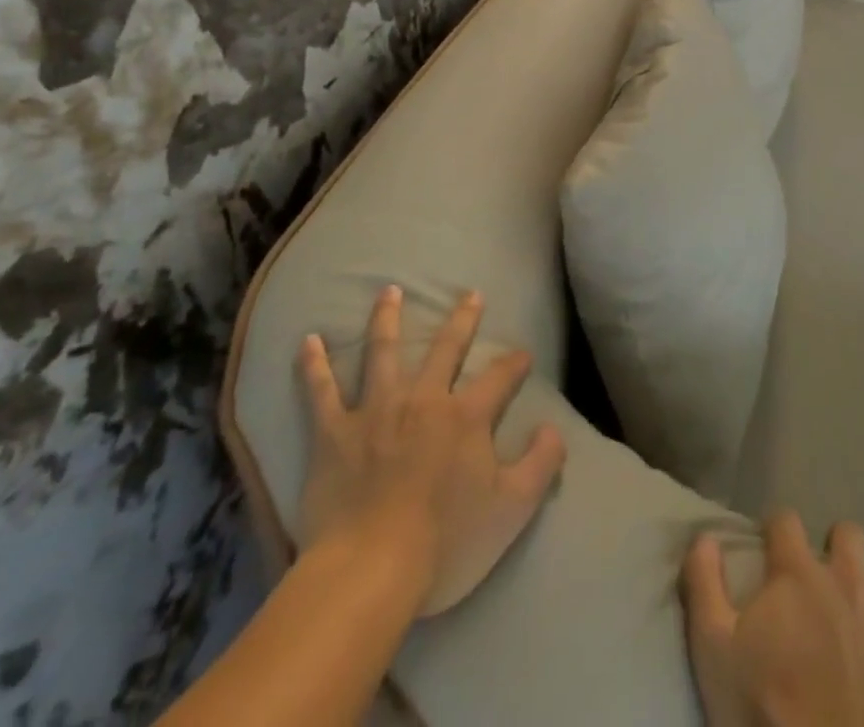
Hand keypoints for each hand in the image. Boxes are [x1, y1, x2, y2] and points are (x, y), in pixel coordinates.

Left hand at [296, 286, 566, 615]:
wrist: (370, 572)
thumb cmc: (446, 543)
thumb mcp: (513, 509)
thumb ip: (541, 463)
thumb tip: (555, 428)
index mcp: (466, 416)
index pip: (500, 376)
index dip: (515, 363)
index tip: (523, 355)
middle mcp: (424, 399)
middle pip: (447, 348)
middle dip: (463, 319)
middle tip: (471, 294)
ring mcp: (376, 411)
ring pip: (384, 352)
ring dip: (388, 318)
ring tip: (389, 291)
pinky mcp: (333, 433)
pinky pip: (320, 391)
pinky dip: (314, 365)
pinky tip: (309, 341)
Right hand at [682, 513, 863, 726]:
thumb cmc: (766, 714)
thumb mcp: (713, 649)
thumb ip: (704, 584)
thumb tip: (702, 534)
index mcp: (798, 573)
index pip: (785, 522)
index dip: (779, 530)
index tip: (773, 547)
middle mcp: (847, 579)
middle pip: (849, 533)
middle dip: (842, 545)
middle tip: (834, 575)